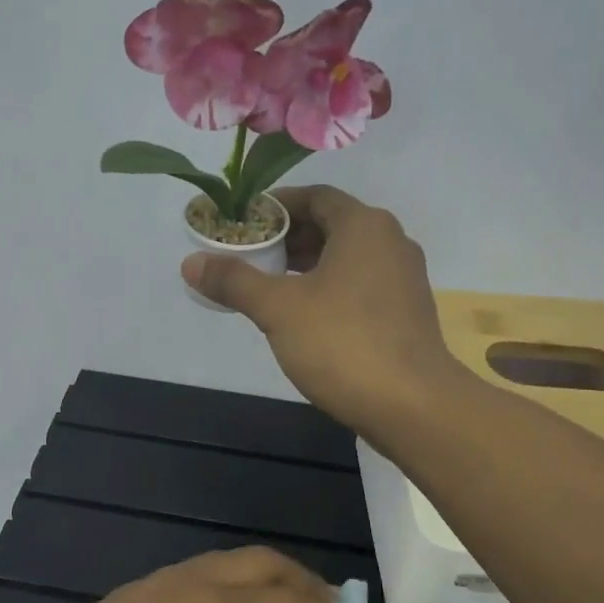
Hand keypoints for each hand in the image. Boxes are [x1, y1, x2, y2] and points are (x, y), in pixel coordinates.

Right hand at [182, 185, 462, 436]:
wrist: (413, 405)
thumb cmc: (343, 343)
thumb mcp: (278, 309)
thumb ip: (234, 281)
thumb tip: (191, 262)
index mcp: (364, 226)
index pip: (315, 197)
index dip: (276, 206)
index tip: (244, 223)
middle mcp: (390, 242)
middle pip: (331, 225)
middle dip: (288, 238)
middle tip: (249, 256)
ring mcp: (403, 278)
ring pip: (346, 258)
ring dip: (307, 265)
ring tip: (269, 285)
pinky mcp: (406, 312)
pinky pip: (360, 284)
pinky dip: (329, 288)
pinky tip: (304, 315)